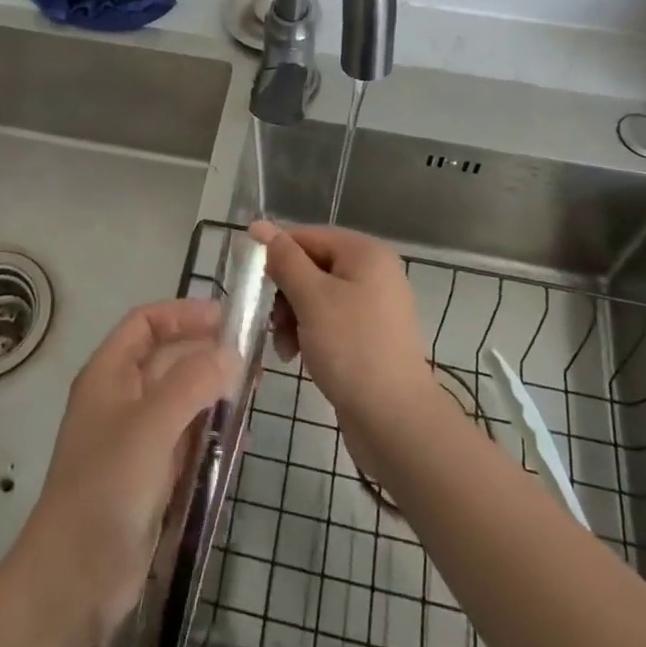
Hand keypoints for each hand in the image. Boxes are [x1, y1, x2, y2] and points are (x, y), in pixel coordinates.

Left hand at [13, 299, 238, 646]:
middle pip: (168, 358)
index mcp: (109, 374)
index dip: (184, 314)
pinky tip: (241, 440)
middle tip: (253, 358)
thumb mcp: (151, 425)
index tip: (226, 319)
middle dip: (207, 353)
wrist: (74, 581)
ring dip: (214, 393)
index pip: (147, 322)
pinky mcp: (150, 476)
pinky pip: (186, 439)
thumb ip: (193, 382)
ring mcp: (135, 438)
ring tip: (253, 393)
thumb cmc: (107, 487)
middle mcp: (121, 398)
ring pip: (181, 399)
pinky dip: (211, 433)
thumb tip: (231, 352)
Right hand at [249, 221, 433, 428]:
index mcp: (365, 252)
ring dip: (293, 317)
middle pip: (312, 266)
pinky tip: (297, 357)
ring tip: (284, 348)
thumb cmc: (352, 349)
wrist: (396, 422)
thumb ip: (285, 259)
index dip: (276, 254)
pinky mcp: (369, 336)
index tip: (250, 281)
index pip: (308, 236)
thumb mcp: (312, 298)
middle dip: (285, 293)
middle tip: (271, 320)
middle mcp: (373, 271)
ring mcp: (373, 305)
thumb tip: (260, 224)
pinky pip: (329, 321)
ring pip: (317, 296)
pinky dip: (310, 333)